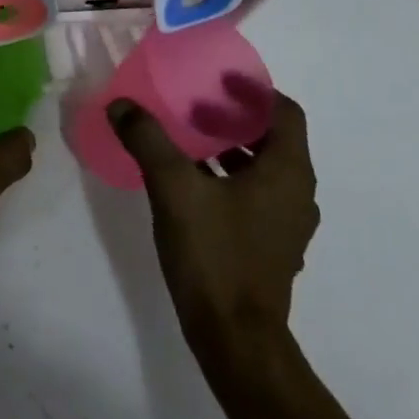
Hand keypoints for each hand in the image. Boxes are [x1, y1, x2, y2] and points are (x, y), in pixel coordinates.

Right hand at [112, 77, 318, 355]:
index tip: (217, 79)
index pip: (285, 112)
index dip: (253, 90)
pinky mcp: (270, 246)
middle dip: (234, 117)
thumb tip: (122, 105)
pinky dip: (229, 177)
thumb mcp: (173, 188)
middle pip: (273, 138)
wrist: (234, 339)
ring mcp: (286, 224)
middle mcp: (296, 194)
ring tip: (187, 139)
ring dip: (230, 148)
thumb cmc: (214, 254)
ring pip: (263, 169)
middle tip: (193, 104)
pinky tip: (190, 182)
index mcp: (286, 173)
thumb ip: (147, 139)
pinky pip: (255, 195)